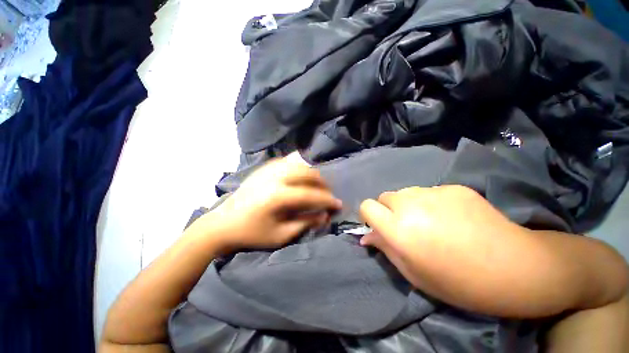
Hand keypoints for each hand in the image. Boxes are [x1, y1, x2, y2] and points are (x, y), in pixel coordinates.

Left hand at [206, 153, 341, 252]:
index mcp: (278, 196)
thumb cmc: (252, 233)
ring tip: (317, 185)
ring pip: (300, 164)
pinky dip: (300, 166)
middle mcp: (275, 177)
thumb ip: (305, 222)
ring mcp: (269, 169)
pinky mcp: (264, 167)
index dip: (327, 200)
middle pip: (308, 173)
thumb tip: (325, 215)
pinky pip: (288, 161)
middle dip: (323, 184)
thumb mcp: (281, 235)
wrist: (223, 223)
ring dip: (313, 174)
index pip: (311, 194)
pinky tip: (302, 175)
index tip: (338, 205)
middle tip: (327, 195)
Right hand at [359, 185, 531, 313]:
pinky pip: (429, 191)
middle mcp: (410, 204)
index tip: (379, 225)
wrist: (514, 267)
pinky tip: (452, 216)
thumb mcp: (414, 273)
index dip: (369, 215)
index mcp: (399, 229)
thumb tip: (366, 236)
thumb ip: (386, 249)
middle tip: (408, 226)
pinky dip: (431, 202)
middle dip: (389, 210)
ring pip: (406, 192)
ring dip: (409, 204)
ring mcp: (433, 192)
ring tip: (431, 221)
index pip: (367, 206)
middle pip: (385, 197)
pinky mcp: (452, 187)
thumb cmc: (458, 282)